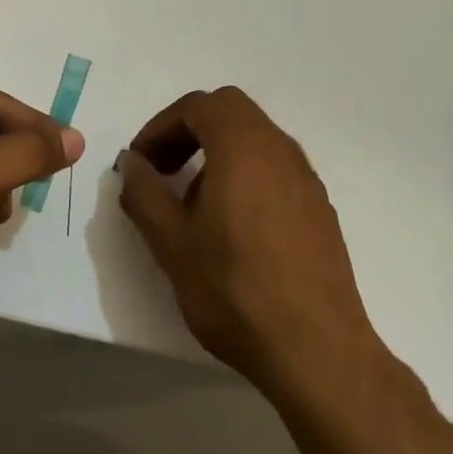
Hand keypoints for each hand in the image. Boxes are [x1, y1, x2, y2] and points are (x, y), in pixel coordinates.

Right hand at [118, 86, 452, 453]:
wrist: (316, 348)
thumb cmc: (235, 289)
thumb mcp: (171, 243)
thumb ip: (144, 193)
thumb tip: (133, 163)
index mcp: (243, 145)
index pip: (198, 105)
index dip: (161, 126)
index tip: (141, 163)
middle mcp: (280, 148)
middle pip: (230, 111)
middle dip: (189, 131)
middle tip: (164, 170)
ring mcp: (306, 177)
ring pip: (255, 138)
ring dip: (217, 152)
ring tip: (193, 202)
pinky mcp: (319, 206)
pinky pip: (275, 167)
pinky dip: (245, 173)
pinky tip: (232, 226)